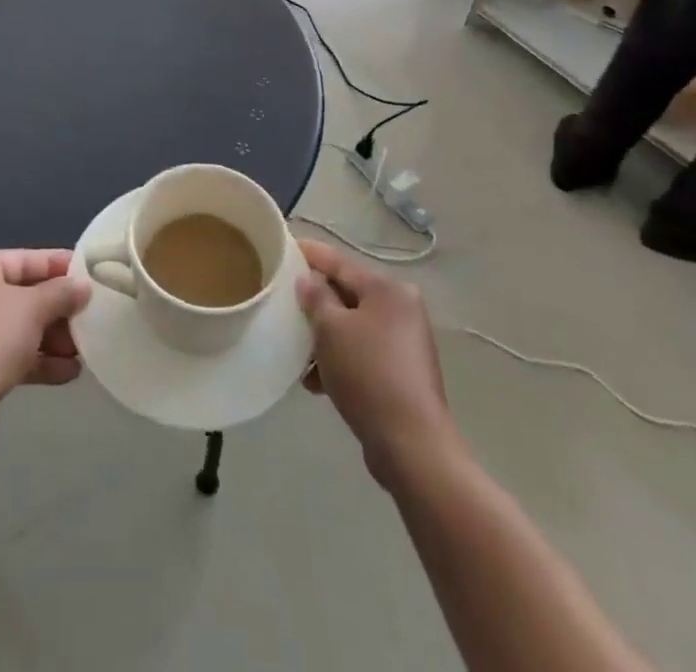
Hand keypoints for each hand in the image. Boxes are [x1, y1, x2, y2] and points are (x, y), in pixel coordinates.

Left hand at [0, 249, 90, 420]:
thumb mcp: (34, 309)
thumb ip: (62, 293)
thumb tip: (83, 286)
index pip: (24, 259)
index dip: (58, 265)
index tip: (88, 274)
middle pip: (22, 294)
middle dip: (58, 310)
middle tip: (88, 317)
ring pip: (18, 327)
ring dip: (51, 338)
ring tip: (82, 350)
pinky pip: (9, 353)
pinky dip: (36, 359)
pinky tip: (67, 372)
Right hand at [298, 240, 458, 486]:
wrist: (411, 446)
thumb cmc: (368, 374)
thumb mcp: (331, 329)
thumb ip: (315, 297)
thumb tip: (308, 280)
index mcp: (388, 289)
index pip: (339, 262)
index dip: (310, 254)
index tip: (283, 249)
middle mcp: (401, 308)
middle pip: (347, 294)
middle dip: (315, 304)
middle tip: (284, 306)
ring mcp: (405, 342)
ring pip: (352, 326)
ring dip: (324, 337)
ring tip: (298, 356)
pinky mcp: (402, 373)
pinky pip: (362, 352)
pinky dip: (340, 359)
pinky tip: (316, 382)